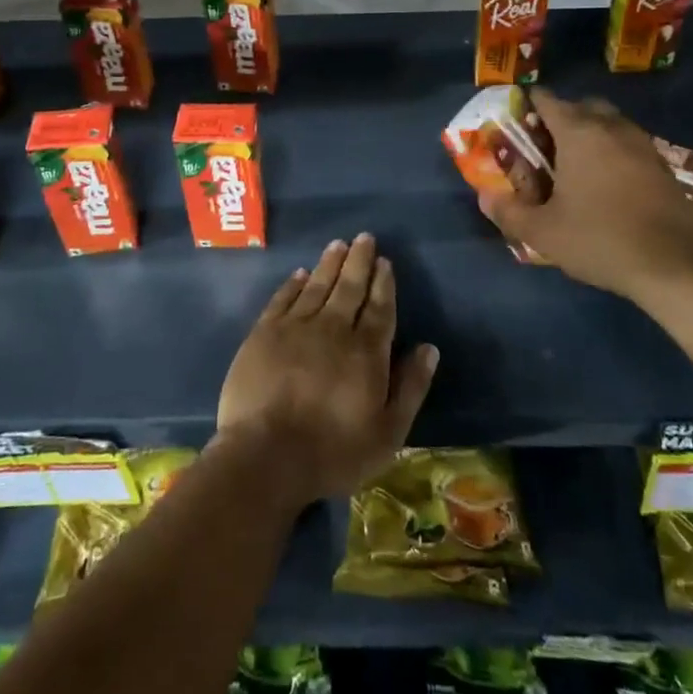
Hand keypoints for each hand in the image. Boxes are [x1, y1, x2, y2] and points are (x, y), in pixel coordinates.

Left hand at [214, 234, 439, 504]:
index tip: (385, 261)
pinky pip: (282, 299)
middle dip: (359, 261)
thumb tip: (429, 348)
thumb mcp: (387, 432)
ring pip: (317, 286)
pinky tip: (300, 274)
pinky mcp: (263, 334)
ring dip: (329, 264)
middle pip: (349, 287)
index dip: (383, 283)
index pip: (379, 307)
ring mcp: (295, 328)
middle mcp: (333, 329)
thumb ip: (410, 387)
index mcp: (366, 351)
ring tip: (338, 245)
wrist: (266, 455)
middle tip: (364, 238)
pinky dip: (293, 284)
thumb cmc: (333, 451)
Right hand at [479, 89, 692, 305]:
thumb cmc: (600, 240)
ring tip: (574, 165)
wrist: (673, 266)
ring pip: (610, 122)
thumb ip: (508, 212)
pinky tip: (606, 182)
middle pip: (582, 106)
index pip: (548, 100)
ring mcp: (642, 144)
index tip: (516, 122)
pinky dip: (613, 150)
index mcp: (580, 133)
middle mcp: (612, 128)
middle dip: (561, 117)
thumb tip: (485, 196)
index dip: (528, 105)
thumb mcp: (543, 232)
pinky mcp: (663, 165)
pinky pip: (629, 143)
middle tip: (544, 145)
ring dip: (590, 133)